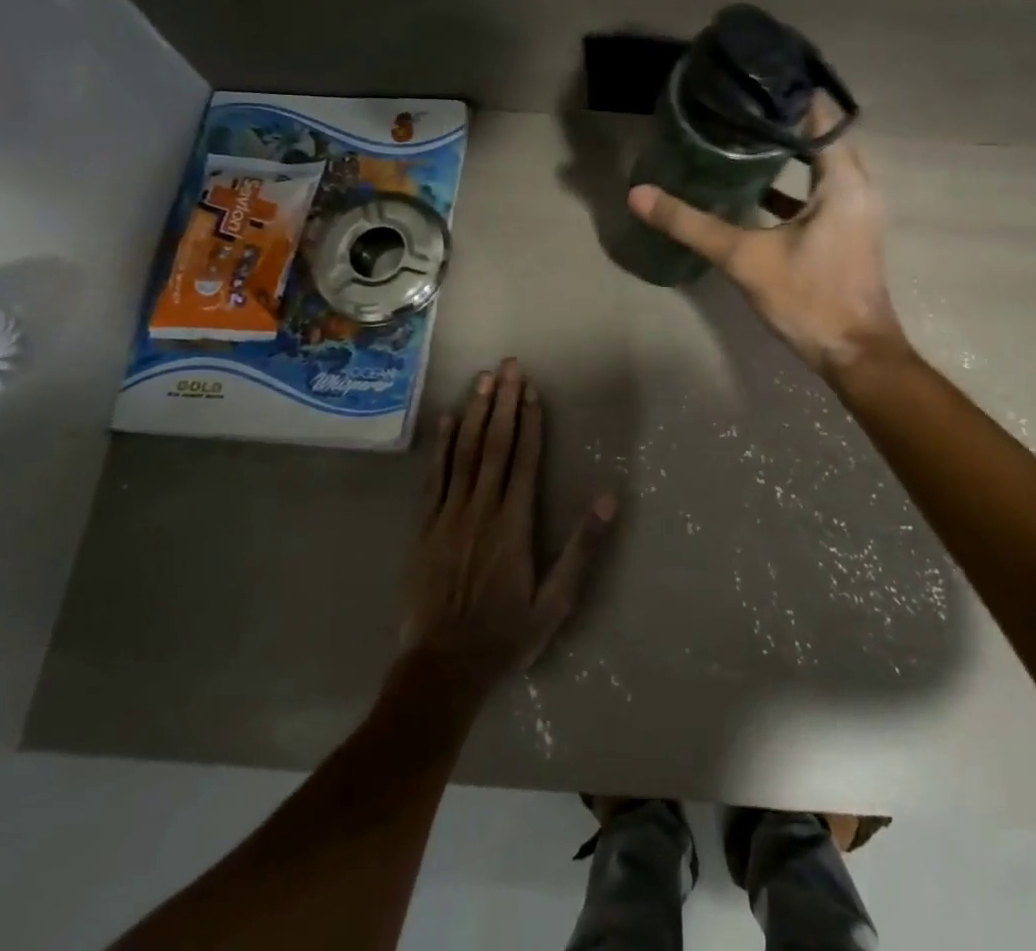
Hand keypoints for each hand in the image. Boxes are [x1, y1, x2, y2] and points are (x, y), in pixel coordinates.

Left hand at [399, 359, 616, 693]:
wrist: (442, 668)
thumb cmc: (505, 635)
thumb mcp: (556, 602)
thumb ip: (583, 549)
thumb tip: (610, 501)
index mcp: (514, 523)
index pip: (525, 459)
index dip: (530, 421)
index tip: (532, 389)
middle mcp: (482, 508)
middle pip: (495, 444)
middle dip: (504, 402)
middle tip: (509, 366)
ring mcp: (449, 515)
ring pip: (465, 452)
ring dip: (476, 413)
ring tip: (483, 379)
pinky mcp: (424, 527)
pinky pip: (435, 477)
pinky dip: (442, 446)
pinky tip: (448, 421)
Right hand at [627, 96, 906, 376]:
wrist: (854, 354)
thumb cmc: (809, 299)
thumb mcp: (745, 259)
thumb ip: (692, 224)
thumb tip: (639, 195)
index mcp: (842, 179)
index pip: (819, 113)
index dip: (784, 92)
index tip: (746, 80)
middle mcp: (857, 184)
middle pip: (820, 132)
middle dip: (779, 117)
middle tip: (734, 104)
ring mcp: (855, 207)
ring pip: (821, 162)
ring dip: (786, 148)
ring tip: (739, 134)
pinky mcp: (847, 228)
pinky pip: (820, 188)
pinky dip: (792, 181)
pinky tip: (753, 186)